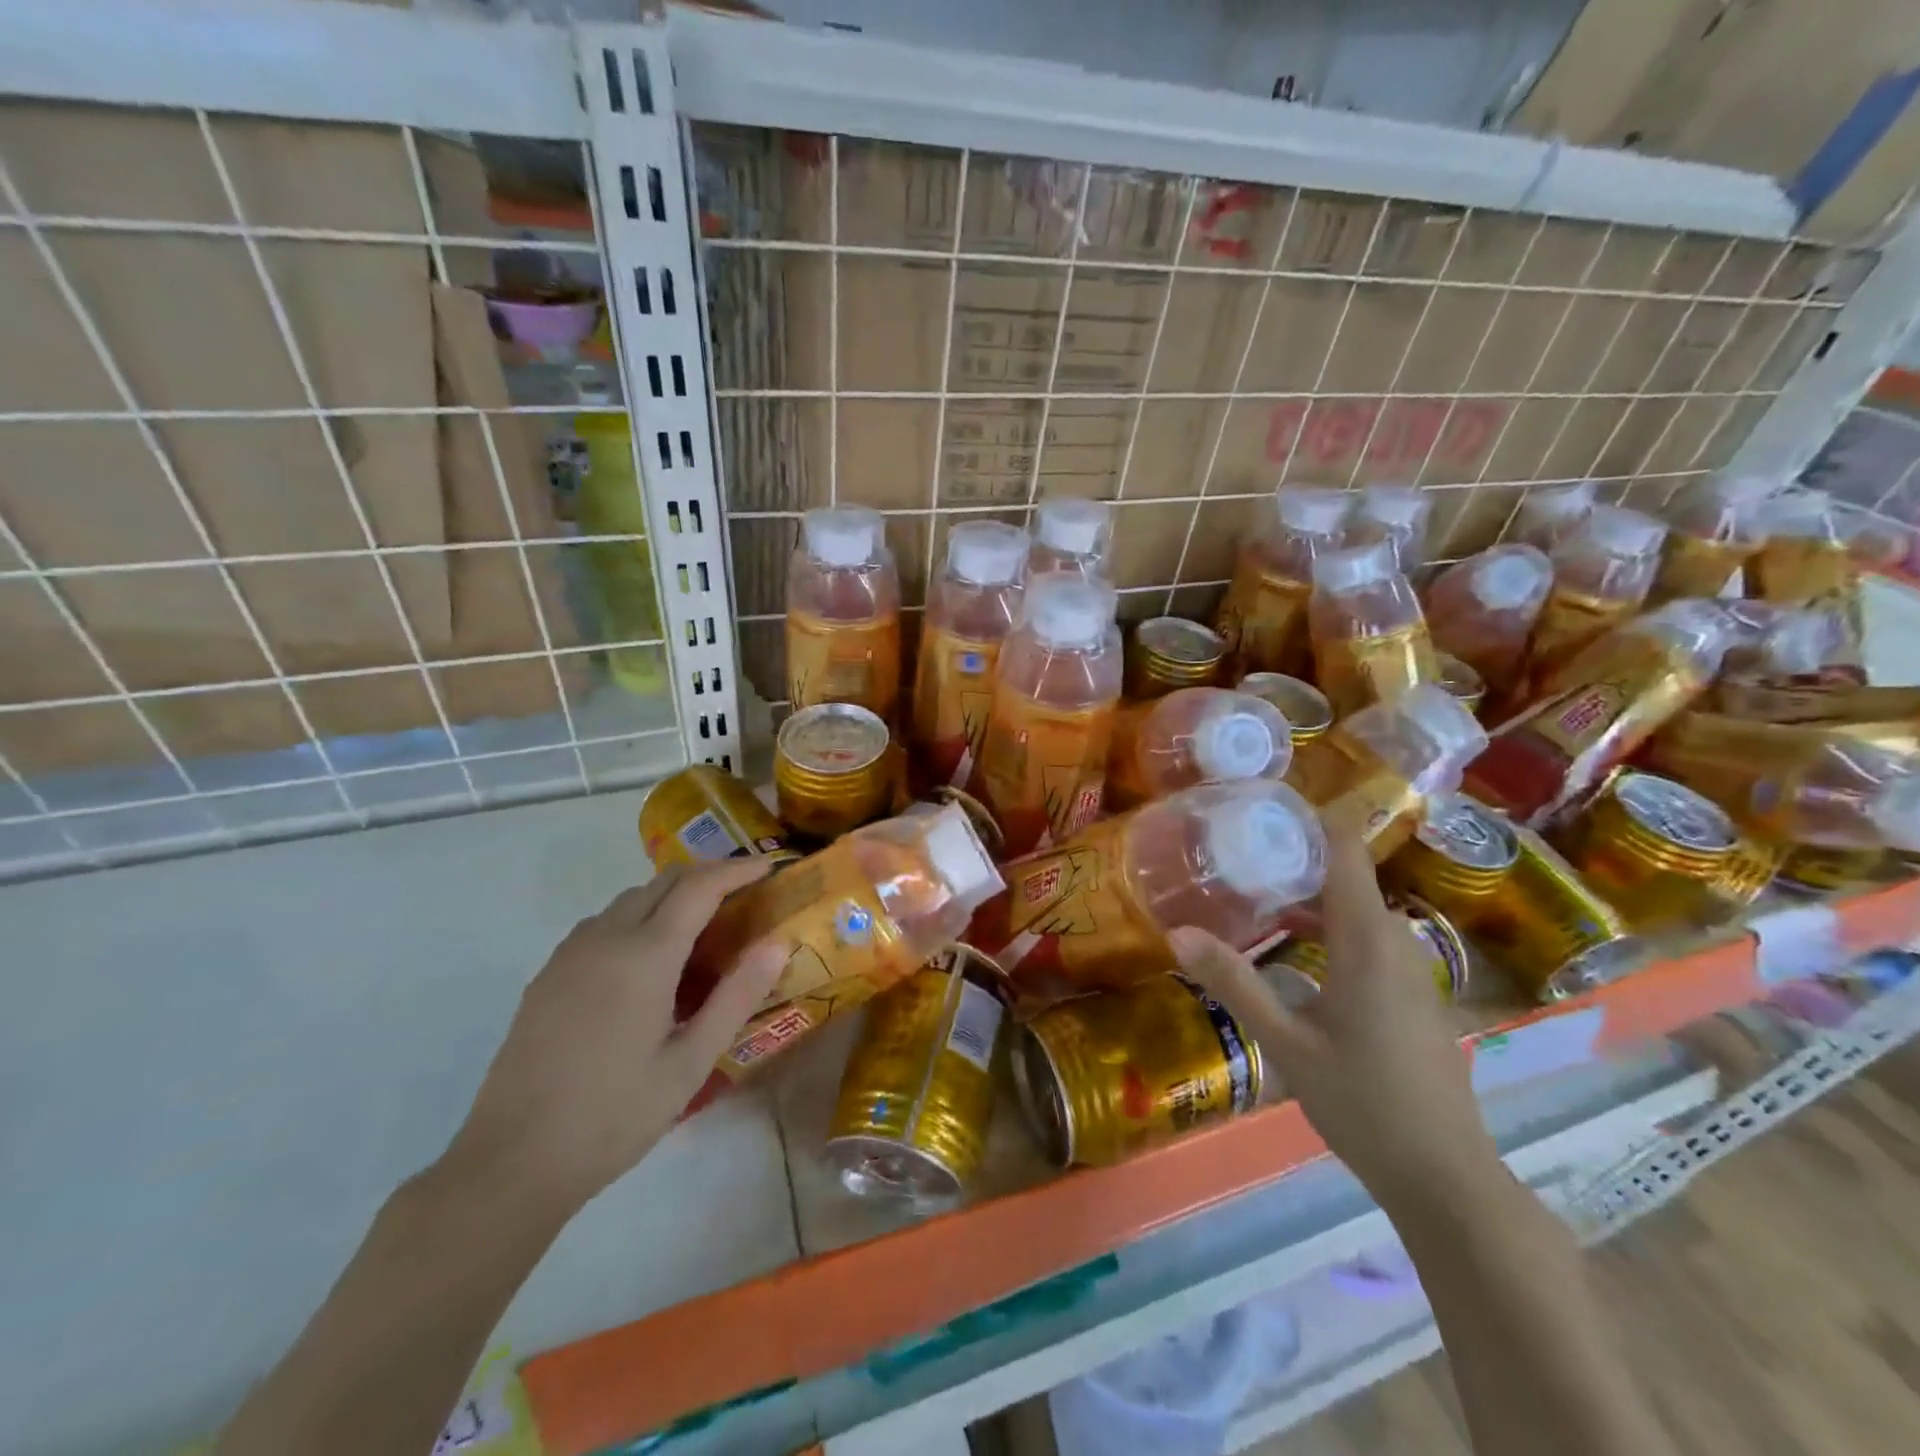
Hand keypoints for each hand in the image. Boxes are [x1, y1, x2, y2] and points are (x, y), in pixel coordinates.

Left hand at [442, 859, 787, 1206]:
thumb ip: (736, 997)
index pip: (700, 886)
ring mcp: (570, 954)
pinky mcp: (549, 974)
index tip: (769, 866)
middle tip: (744, 893)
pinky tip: (648, 960)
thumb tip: (777, 943)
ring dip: (671, 895)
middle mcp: (605, 938)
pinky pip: (603, 923)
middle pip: (664, 881)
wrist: (510, 1163)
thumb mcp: (690, 1062)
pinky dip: (639, 917)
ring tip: (703, 926)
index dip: (737, 869)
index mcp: (645, 955)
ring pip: (630, 898)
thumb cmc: (614, 1116)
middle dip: (707, 875)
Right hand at [1168, 831, 1500, 1208]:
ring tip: (1253, 895)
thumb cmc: (1364, 1103)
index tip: (1261, 804)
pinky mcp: (1414, 997)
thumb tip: (1176, 932)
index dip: (1310, 819)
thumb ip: (1234, 982)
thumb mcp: (1286, 1043)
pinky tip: (1293, 951)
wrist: (1447, 1179)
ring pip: (1357, 912)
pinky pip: (1369, 941)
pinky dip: (1329, 929)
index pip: (1346, 852)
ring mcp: (1412, 972)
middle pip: (1347, 878)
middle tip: (1235, 853)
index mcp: (1368, 941)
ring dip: (1309, 898)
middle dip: (1294, 859)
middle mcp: (1396, 944)